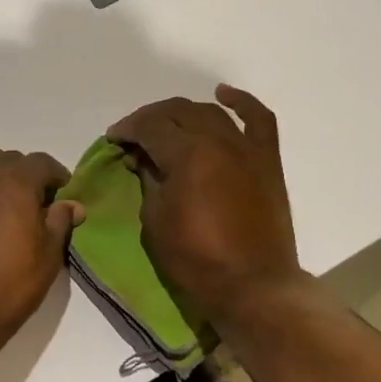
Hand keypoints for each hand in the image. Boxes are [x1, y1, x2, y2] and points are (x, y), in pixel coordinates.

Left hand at [0, 134, 83, 347]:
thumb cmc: (10, 285)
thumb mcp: (48, 256)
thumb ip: (59, 223)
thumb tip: (73, 204)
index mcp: (17, 183)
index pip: (42, 164)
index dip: (55, 176)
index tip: (61, 193)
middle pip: (8, 158)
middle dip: (24, 173)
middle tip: (31, 200)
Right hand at [108, 85, 303, 328]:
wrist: (253, 285)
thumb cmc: (195, 259)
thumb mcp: (155, 220)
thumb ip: (149, 180)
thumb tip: (144, 159)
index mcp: (187, 155)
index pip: (150, 127)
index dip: (128, 129)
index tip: (114, 139)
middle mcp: (218, 141)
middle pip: (178, 112)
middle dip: (150, 118)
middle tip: (134, 135)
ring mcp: (247, 148)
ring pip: (210, 112)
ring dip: (184, 114)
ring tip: (167, 126)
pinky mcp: (267, 161)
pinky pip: (258, 119)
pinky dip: (241, 103)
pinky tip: (223, 95)